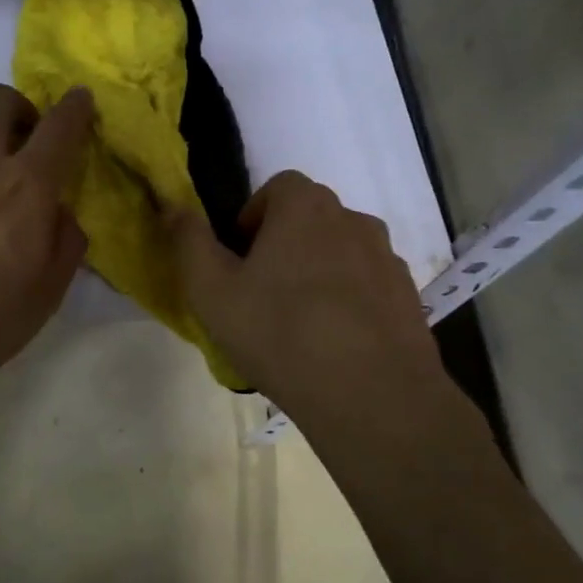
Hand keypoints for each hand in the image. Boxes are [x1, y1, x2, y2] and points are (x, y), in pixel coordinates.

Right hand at [168, 171, 467, 444]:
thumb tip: (173, 206)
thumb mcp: (212, 291)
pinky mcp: (408, 296)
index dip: (253, 217)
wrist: (372, 396)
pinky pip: (367, 284)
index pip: (278, 187)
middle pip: (310, 218)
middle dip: (283, 244)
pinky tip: (334, 342)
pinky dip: (348, 299)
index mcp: (306, 207)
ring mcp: (387, 258)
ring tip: (300, 321)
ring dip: (318, 271)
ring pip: (340, 251)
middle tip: (261, 293)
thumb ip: (189, 242)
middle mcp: (353, 220)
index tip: (240, 260)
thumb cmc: (279, 333)